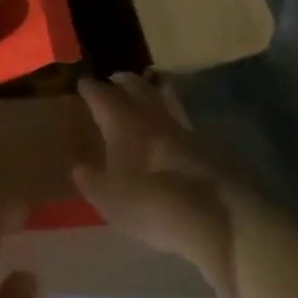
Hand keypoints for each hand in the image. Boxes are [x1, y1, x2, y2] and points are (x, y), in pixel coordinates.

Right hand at [72, 74, 244, 297]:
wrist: (217, 219)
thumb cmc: (150, 204)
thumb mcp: (108, 199)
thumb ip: (91, 180)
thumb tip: (80, 167)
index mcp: (122, 123)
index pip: (101, 95)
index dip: (90, 88)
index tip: (82, 83)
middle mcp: (152, 118)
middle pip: (137, 88)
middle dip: (123, 81)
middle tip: (114, 79)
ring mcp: (184, 131)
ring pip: (165, 100)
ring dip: (153, 92)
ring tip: (146, 91)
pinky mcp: (208, 149)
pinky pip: (182, 122)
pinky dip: (171, 118)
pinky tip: (168, 130)